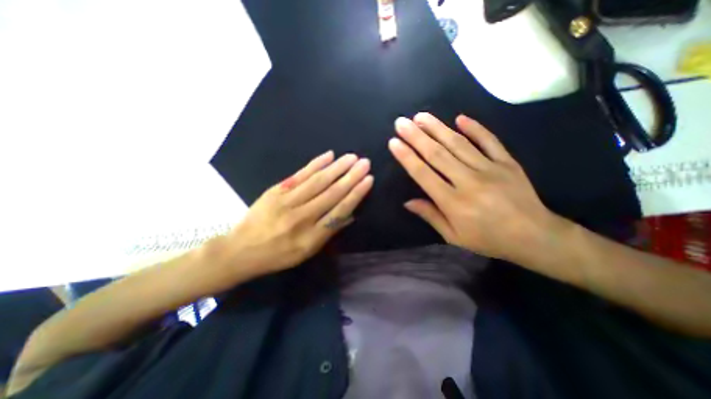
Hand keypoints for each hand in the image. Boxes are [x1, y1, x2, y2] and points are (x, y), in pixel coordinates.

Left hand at [226, 152, 372, 274]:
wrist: (240, 250)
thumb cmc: (278, 255)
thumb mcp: (307, 252)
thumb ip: (329, 232)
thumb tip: (349, 215)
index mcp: (312, 237)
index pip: (339, 211)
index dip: (355, 194)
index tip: (368, 180)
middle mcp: (302, 217)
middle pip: (331, 193)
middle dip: (351, 177)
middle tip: (365, 162)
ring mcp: (287, 202)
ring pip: (317, 182)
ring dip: (337, 168)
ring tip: (352, 157)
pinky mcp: (276, 191)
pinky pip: (299, 175)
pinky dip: (315, 164)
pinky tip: (328, 156)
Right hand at [392, 112, 557, 261]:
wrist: (535, 237)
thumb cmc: (488, 239)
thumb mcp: (454, 236)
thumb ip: (431, 216)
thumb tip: (408, 202)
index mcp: (453, 202)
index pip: (424, 174)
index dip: (407, 157)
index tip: (394, 143)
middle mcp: (468, 182)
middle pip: (437, 154)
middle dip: (416, 136)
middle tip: (401, 122)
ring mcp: (490, 169)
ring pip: (458, 144)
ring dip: (437, 128)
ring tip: (421, 116)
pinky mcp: (507, 163)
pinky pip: (489, 141)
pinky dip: (475, 128)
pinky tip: (459, 117)